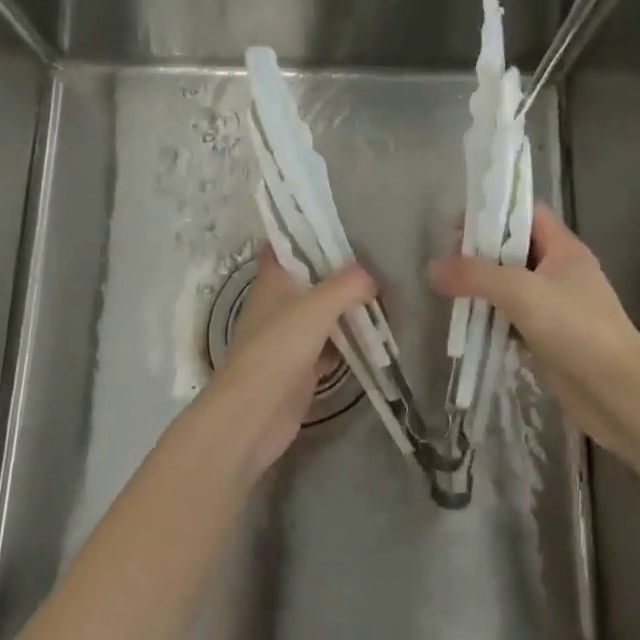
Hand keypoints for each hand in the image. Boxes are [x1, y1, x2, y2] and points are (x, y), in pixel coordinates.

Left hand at [203, 246, 375, 478]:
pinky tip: (376, 336)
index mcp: (273, 281)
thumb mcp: (316, 307)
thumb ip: (347, 285)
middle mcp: (278, 304)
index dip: (306, 233)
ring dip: (348, 307)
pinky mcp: (301, 366)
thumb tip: (371, 276)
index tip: (340, 225)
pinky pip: (330, 344)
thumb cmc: (278, 349)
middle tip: (378, 261)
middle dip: (340, 272)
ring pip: (323, 312)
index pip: (285, 245)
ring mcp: (289, 336)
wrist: (254, 415)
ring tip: (385, 294)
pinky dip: (350, 340)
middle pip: (311, 279)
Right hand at [430, 204, 639, 466]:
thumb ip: (474, 275)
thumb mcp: (520, 292)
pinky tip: (468, 327)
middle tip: (448, 266)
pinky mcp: (549, 339)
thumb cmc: (574, 328)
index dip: (494, 213)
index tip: (458, 228)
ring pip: (512, 288)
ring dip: (483, 291)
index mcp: (564, 249)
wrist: (617, 392)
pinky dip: (492, 320)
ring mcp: (557, 308)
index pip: (527, 214)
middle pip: (515, 250)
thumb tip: (432, 268)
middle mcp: (561, 273)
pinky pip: (514, 320)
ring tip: (450, 295)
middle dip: (481, 255)